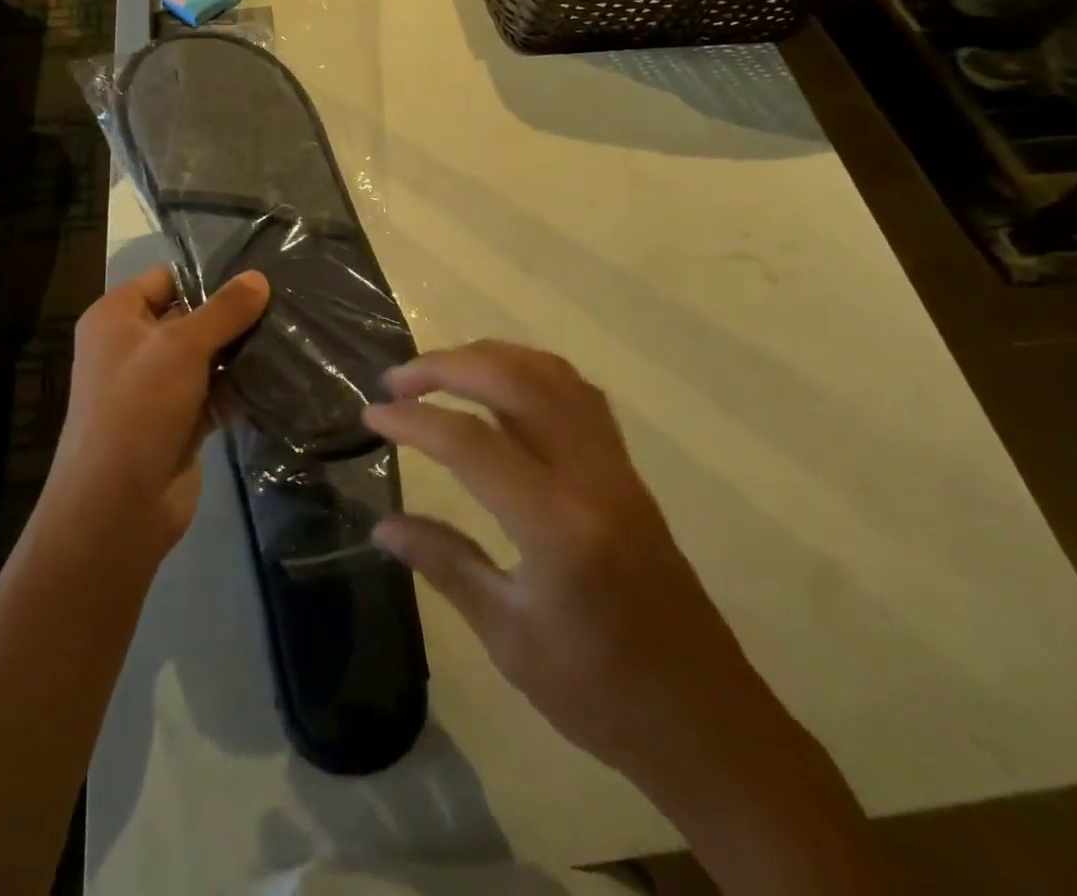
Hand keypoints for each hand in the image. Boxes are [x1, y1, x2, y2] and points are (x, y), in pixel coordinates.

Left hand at [49, 265, 268, 553]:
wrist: (117, 506)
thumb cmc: (138, 407)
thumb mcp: (182, 346)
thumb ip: (224, 310)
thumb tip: (259, 277)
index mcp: (116, 318)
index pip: (166, 278)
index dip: (207, 274)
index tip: (257, 271)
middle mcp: (132, 347)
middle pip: (189, 316)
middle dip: (232, 312)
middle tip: (284, 298)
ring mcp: (156, 386)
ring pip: (205, 355)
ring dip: (240, 349)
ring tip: (290, 328)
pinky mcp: (178, 420)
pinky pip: (214, 391)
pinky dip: (240, 384)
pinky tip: (281, 370)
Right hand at [367, 341, 764, 780]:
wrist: (704, 720)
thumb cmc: (600, 693)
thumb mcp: (509, 637)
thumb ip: (445, 564)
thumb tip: (382, 525)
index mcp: (558, 527)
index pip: (472, 444)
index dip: (414, 422)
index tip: (371, 417)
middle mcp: (591, 477)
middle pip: (515, 382)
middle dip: (447, 366)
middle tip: (398, 379)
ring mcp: (615, 467)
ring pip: (551, 375)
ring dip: (490, 357)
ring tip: (442, 369)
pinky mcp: (626, 470)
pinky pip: (576, 393)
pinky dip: (529, 371)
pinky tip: (501, 387)